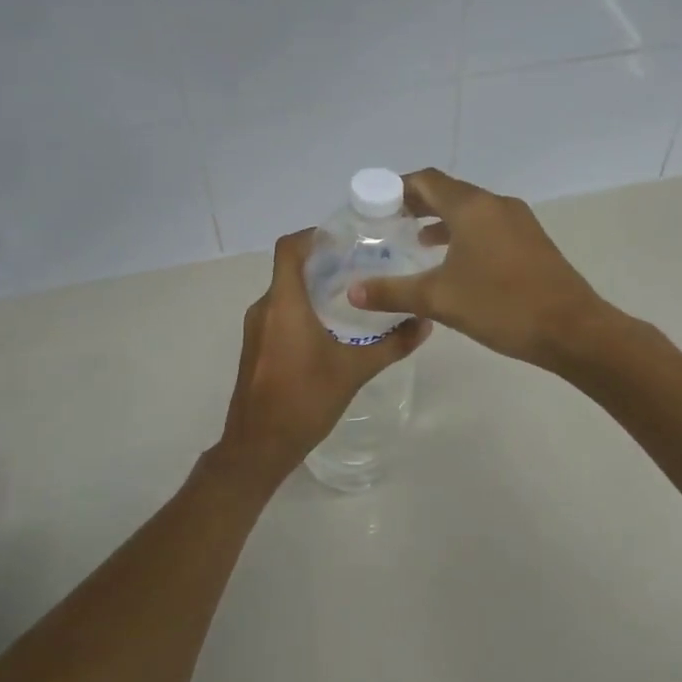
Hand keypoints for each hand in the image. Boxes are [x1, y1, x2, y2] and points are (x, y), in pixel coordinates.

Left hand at [216, 229, 429, 480]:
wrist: (258, 446)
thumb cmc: (304, 401)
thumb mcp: (354, 371)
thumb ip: (392, 345)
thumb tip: (425, 323)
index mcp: (284, 304)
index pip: (290, 248)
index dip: (313, 235)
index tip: (344, 238)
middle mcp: (264, 308)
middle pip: (290, 269)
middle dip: (322, 262)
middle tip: (361, 265)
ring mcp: (255, 329)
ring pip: (284, 293)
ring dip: (313, 287)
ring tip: (351, 294)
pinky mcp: (256, 348)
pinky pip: (279, 314)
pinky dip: (302, 309)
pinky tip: (330, 327)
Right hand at [349, 169, 612, 369]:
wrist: (571, 329)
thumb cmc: (501, 306)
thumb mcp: (439, 300)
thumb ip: (392, 293)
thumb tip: (352, 292)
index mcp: (472, 207)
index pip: (427, 181)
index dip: (398, 187)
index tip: (374, 204)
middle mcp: (496, 205)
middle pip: (449, 192)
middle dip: (417, 203)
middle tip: (388, 222)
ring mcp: (518, 222)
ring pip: (471, 210)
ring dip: (441, 219)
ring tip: (414, 240)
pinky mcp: (531, 241)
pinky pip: (488, 226)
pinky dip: (464, 233)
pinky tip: (453, 261)